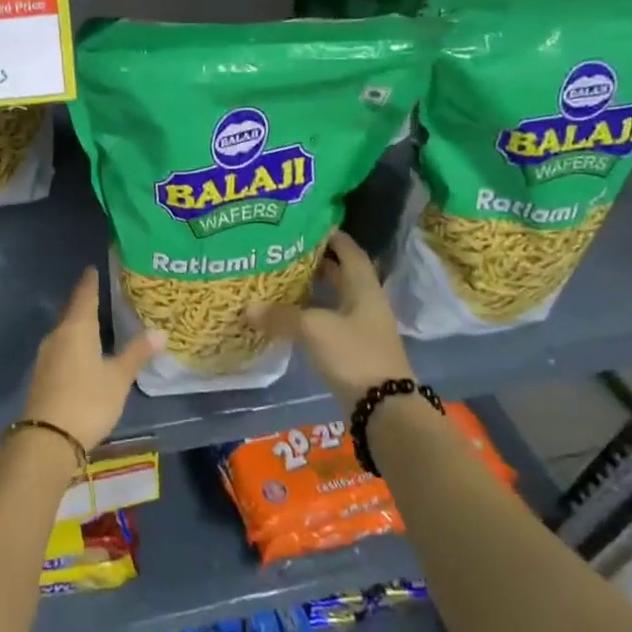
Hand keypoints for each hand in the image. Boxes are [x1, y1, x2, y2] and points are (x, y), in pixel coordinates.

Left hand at [22, 267, 163, 452]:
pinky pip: (61, 348)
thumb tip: (159, 332)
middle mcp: (57, 335)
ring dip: (78, 325)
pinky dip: (73, 343)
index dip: (90, 282)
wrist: (48, 438)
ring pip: (65, 331)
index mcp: (76, 328)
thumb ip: (137, 354)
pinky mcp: (43, 374)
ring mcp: (46, 356)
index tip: (93, 268)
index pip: (84, 296)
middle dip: (85, 303)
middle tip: (101, 294)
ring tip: (96, 322)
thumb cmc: (88, 401)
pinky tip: (83, 351)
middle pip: (72, 312)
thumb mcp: (118, 378)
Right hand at [245, 231, 413, 408]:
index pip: (350, 252)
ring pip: (334, 299)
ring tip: (280, 278)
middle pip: (341, 274)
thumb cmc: (354, 355)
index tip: (308, 223)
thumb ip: (281, 316)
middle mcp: (365, 303)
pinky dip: (309, 315)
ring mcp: (360, 328)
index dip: (332, 236)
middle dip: (316, 262)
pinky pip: (328, 322)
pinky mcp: (352, 350)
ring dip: (312, 289)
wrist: (383, 407)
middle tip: (285, 250)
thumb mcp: (314, 329)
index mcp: (364, 288)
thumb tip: (248, 308)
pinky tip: (287, 315)